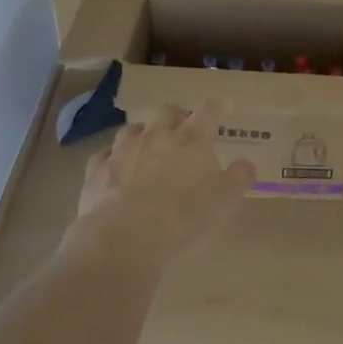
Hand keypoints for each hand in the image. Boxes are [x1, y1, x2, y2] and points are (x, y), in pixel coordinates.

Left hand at [66, 103, 254, 265]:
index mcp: (191, 140)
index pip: (209, 112)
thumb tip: (245, 163)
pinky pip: (105, 154)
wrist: (126, 236)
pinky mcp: (97, 170)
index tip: (226, 106)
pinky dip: (113, 157)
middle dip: (177, 116)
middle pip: (167, 112)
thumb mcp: (226, 200)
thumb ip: (240, 177)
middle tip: (184, 127)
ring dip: (143, 133)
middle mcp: (156, 136)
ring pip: (133, 129)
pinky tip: (116, 166)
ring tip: (148, 145)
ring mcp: (122, 150)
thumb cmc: (185, 216)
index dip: (219, 106)